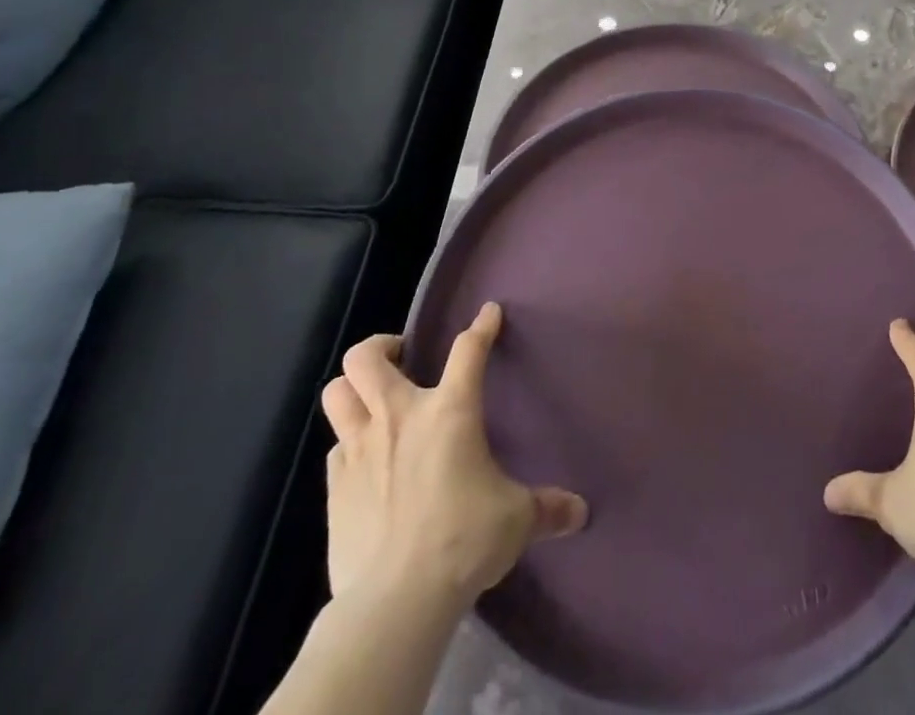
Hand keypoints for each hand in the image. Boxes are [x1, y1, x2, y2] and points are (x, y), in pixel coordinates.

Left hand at [319, 303, 587, 610]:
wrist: (395, 601)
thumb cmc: (464, 540)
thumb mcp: (516, 520)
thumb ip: (547, 508)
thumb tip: (580, 512)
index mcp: (450, 411)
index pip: (468, 349)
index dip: (482, 326)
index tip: (489, 313)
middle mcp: (399, 417)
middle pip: (366, 358)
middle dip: (381, 347)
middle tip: (402, 358)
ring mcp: (359, 450)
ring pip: (336, 393)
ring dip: (353, 389)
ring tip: (375, 400)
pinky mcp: (334, 489)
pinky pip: (335, 447)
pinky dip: (349, 443)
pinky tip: (367, 462)